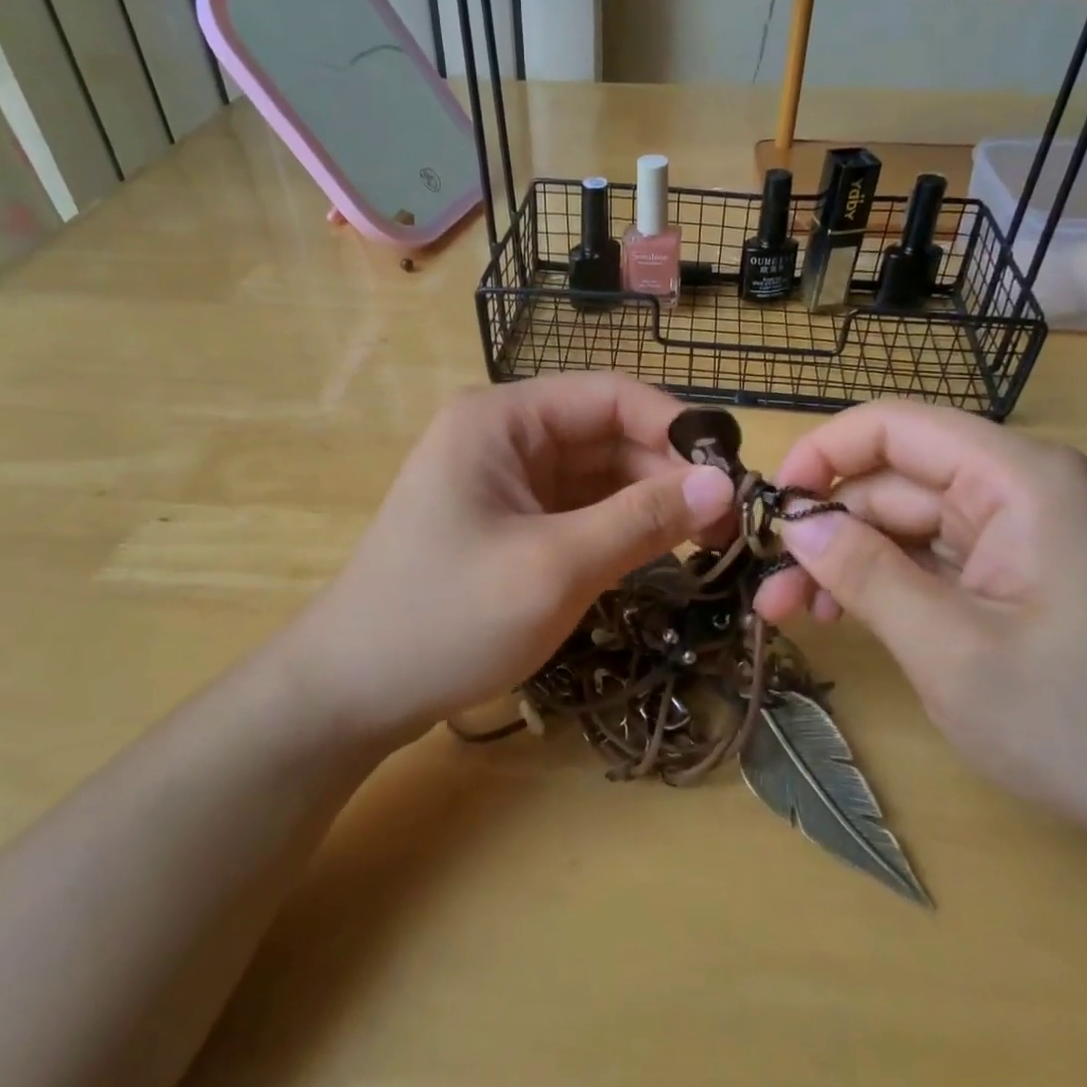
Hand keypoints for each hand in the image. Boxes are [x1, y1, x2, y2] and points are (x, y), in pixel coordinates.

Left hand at [287, 374, 732, 744]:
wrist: (353, 691)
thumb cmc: (446, 618)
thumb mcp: (555, 567)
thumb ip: (642, 520)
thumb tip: (724, 484)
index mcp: (503, 418)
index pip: (610, 396)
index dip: (676, 427)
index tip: (733, 473)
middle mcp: (506, 436)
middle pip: (608, 436)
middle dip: (668, 473)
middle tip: (730, 523)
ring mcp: (507, 481)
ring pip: (599, 476)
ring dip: (650, 503)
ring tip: (708, 542)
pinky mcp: (510, 523)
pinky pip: (580, 509)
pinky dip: (621, 527)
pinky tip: (661, 553)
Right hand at [752, 402, 1086, 866]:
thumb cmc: (1086, 724)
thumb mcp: (951, 650)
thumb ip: (865, 574)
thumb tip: (794, 524)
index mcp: (1017, 479)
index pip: (893, 426)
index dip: (821, 454)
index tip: (772, 509)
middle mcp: (1019, 489)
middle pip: (894, 481)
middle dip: (827, 529)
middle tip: (770, 591)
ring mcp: (1021, 534)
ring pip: (906, 523)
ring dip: (848, 561)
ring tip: (794, 613)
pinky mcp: (1020, 574)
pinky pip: (934, 558)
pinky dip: (886, 583)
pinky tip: (847, 618)